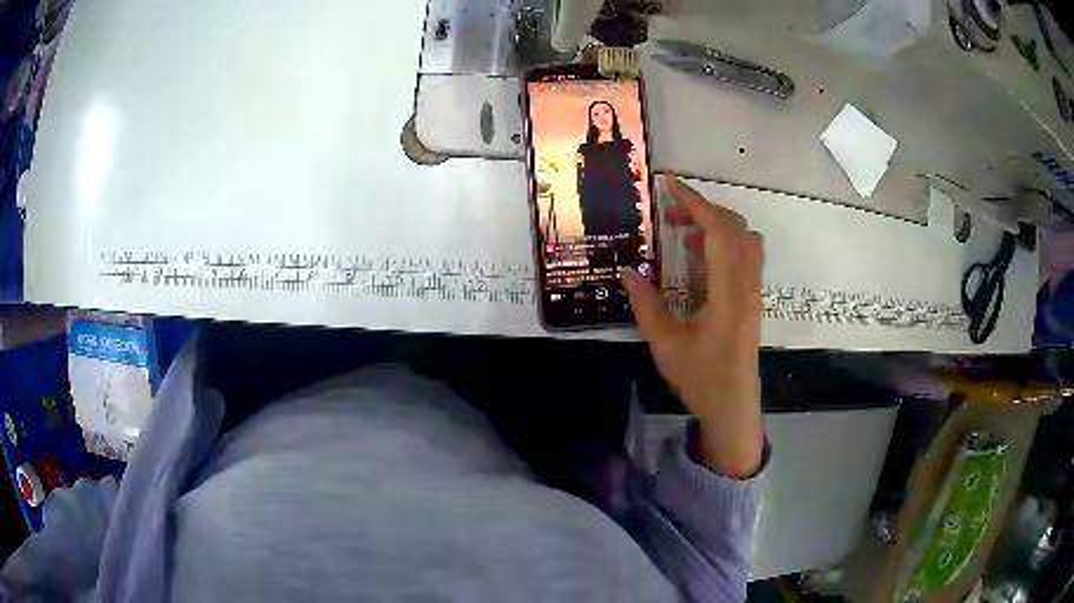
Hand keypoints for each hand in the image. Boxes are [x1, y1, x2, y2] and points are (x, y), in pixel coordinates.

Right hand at [622, 175, 764, 478]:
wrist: (733, 406)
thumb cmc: (702, 378)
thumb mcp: (665, 344)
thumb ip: (646, 304)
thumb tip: (627, 270)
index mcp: (728, 291)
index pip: (719, 231)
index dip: (695, 202)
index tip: (669, 186)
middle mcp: (746, 284)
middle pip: (736, 227)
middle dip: (703, 211)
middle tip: (670, 217)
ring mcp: (752, 291)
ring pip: (744, 239)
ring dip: (716, 227)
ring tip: (683, 238)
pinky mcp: (750, 299)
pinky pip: (743, 256)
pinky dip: (722, 244)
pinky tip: (697, 262)